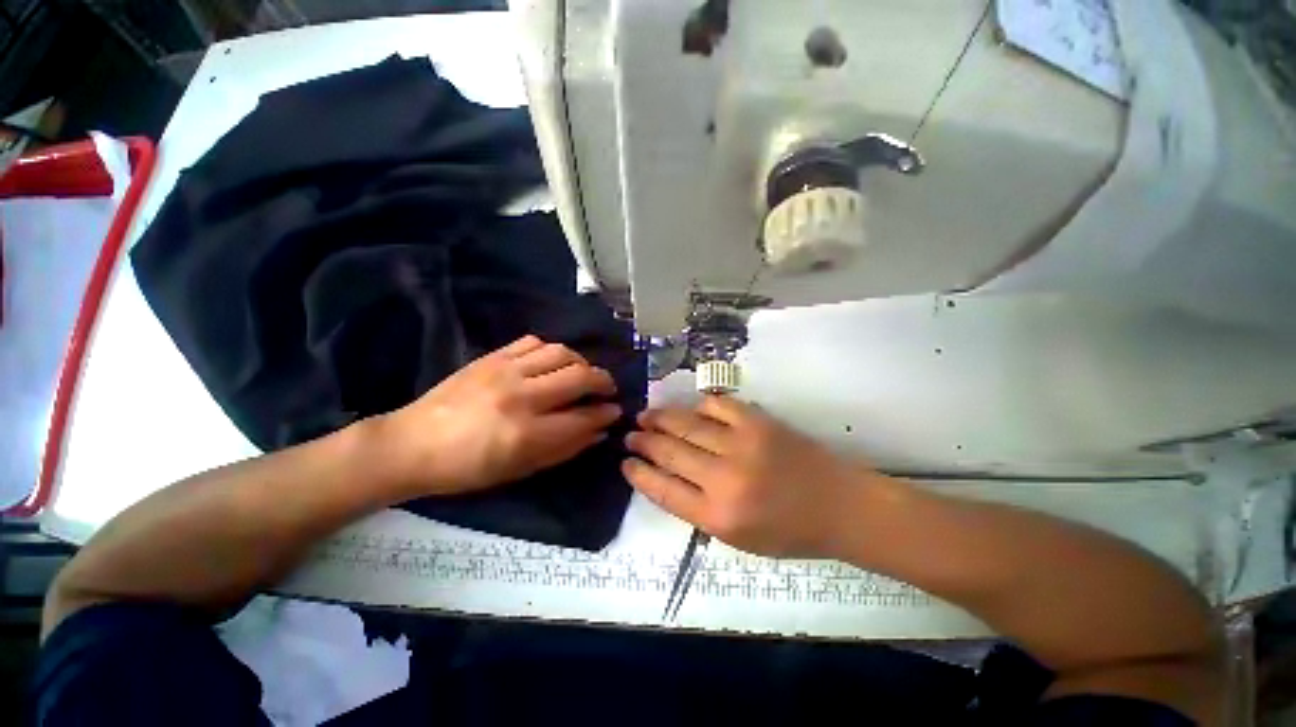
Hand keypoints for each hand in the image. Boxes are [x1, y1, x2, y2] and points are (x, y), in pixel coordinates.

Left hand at [380, 336, 621, 495]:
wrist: (413, 443)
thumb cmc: (468, 468)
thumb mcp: (520, 470)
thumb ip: (565, 449)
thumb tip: (599, 431)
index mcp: (526, 433)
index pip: (583, 417)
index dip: (605, 414)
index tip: (615, 411)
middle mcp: (521, 396)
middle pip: (579, 376)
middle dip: (603, 381)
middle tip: (607, 389)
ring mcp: (505, 371)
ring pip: (561, 352)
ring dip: (581, 362)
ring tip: (583, 373)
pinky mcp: (492, 357)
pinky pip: (534, 342)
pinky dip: (552, 351)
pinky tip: (553, 363)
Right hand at [624, 397, 890, 557]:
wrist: (838, 505)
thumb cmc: (788, 531)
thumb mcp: (737, 538)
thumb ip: (697, 509)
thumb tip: (665, 476)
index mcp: (718, 517)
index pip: (663, 489)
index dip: (639, 473)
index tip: (626, 461)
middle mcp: (724, 479)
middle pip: (669, 451)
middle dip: (644, 441)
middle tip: (631, 433)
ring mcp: (742, 444)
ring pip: (687, 424)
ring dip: (661, 418)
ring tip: (646, 415)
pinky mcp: (758, 421)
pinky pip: (716, 405)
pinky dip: (699, 406)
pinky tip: (690, 409)